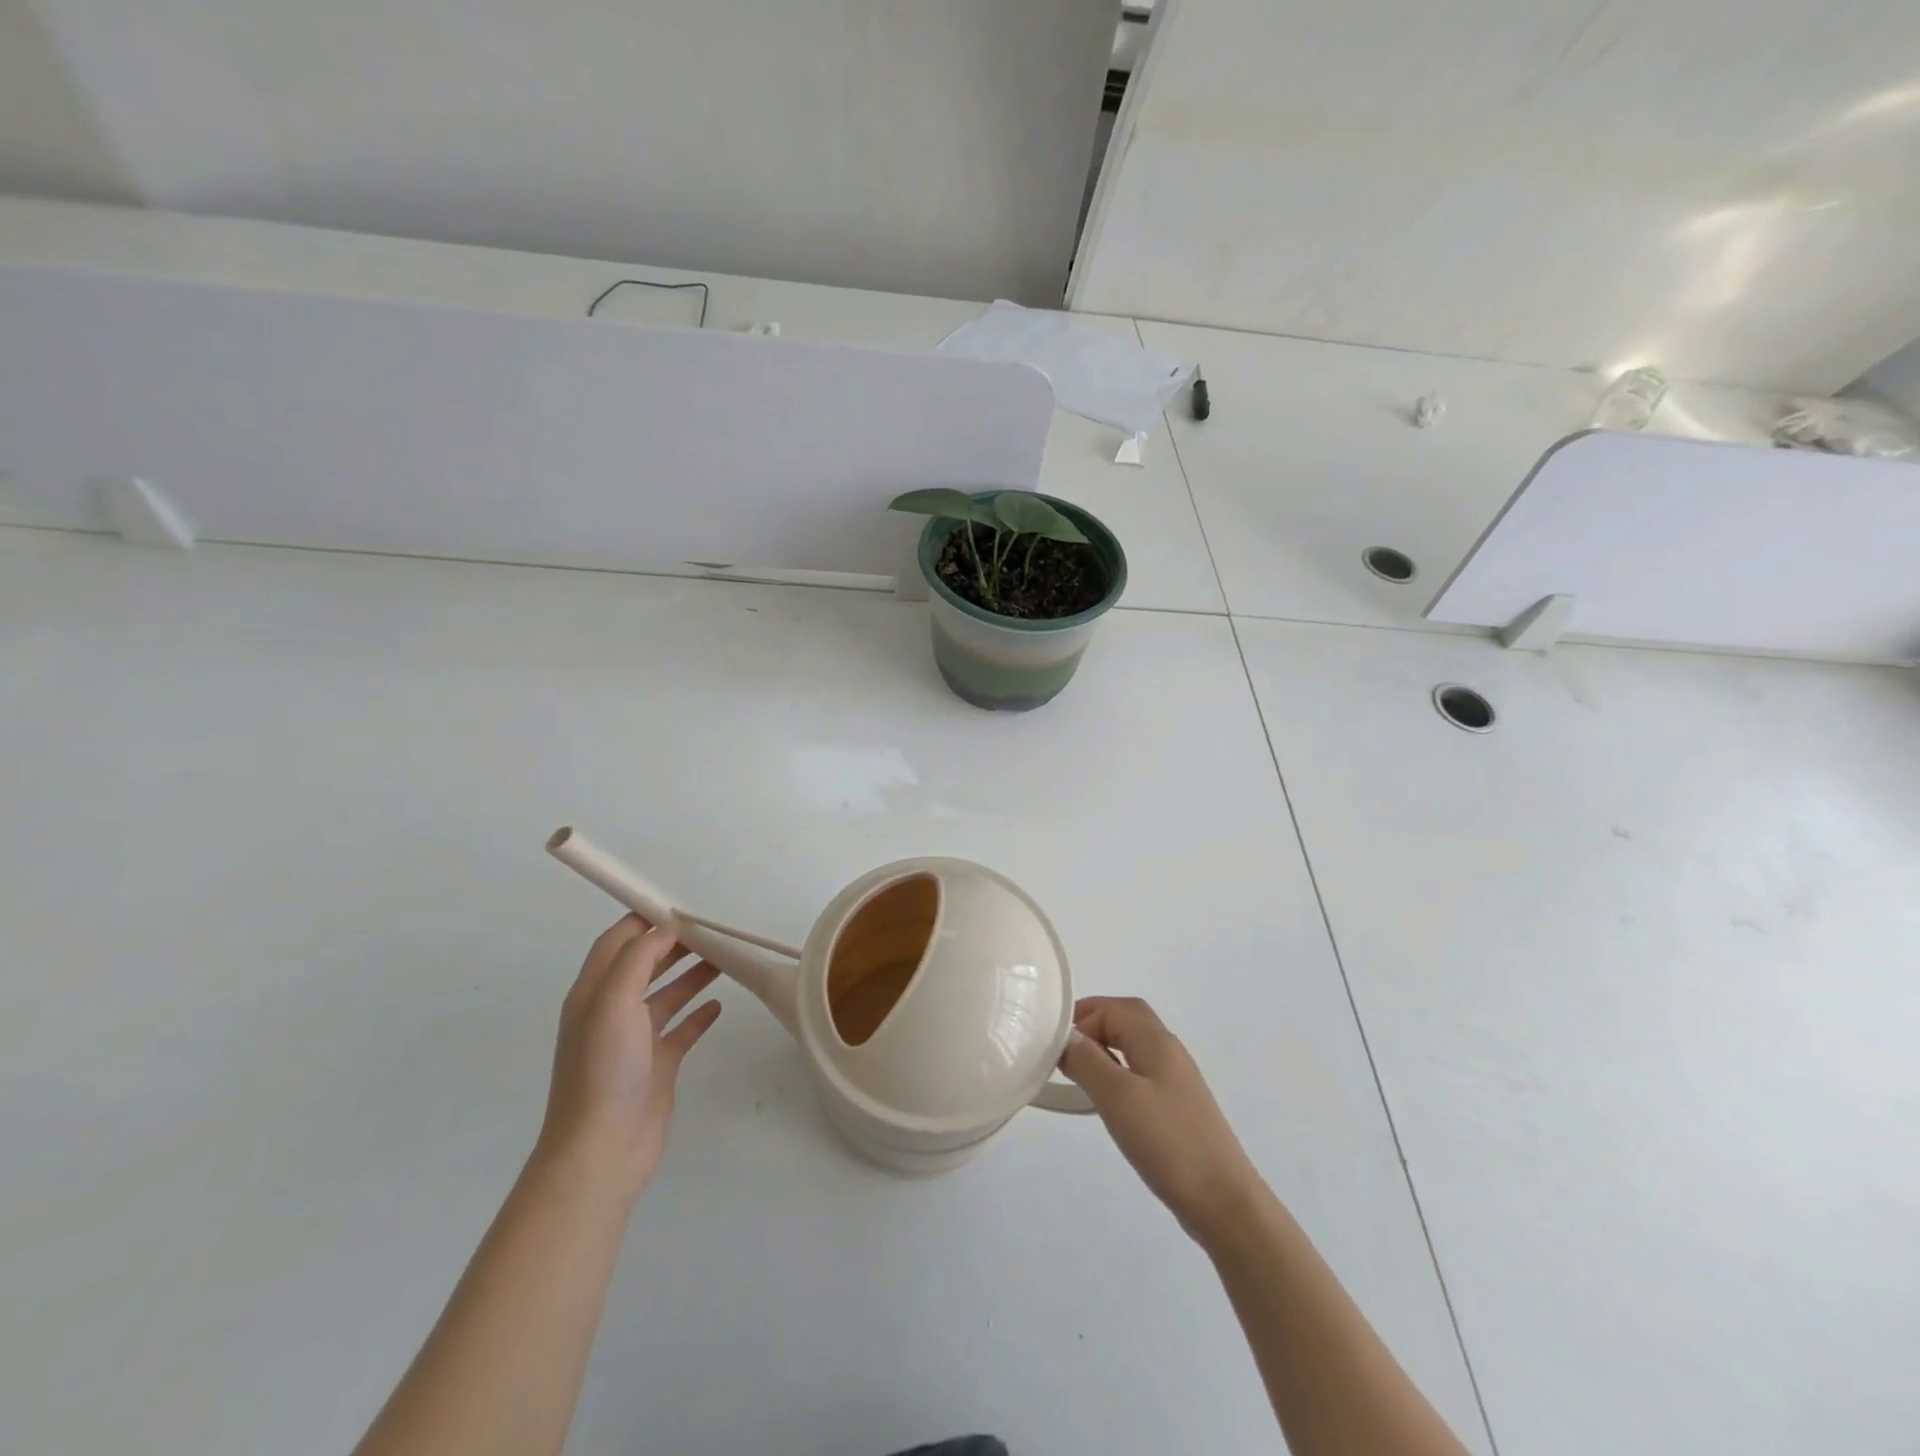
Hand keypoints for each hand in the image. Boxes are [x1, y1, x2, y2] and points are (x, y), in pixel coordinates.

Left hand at [537, 914, 722, 1190]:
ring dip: (692, 974)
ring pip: (667, 994)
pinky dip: (699, 1013)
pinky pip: (682, 1029)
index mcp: (594, 992)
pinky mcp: (657, 1065)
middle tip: (712, 931)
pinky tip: (719, 1005)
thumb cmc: (603, 1068)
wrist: (602, 1150)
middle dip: (675, 944)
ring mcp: (635, 1040)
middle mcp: (612, 1011)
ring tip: (725, 958)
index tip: (681, 907)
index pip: (617, 942)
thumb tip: (666, 927)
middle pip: (646, 964)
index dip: (644, 920)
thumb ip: (639, 957)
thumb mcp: (614, 1000)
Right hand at [1059, 996, 1263, 1242]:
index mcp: (1155, 1040)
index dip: (1080, 1017)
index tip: (1052, 1045)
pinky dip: (1116, 1070)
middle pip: (1127, 1017)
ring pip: (1133, 1045)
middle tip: (1062, 1047)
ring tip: (1076, 1071)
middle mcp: (1168, 1051)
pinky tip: (1105, 1098)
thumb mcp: (1118, 1096)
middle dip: (1092, 1022)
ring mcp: (1175, 1079)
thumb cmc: (1168, 1141)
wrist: (1224, 1201)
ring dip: (1103, 1046)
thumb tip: (1065, 1036)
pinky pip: (1140, 1071)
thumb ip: (1087, 1060)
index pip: (1111, 1008)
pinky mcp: (1177, 1107)